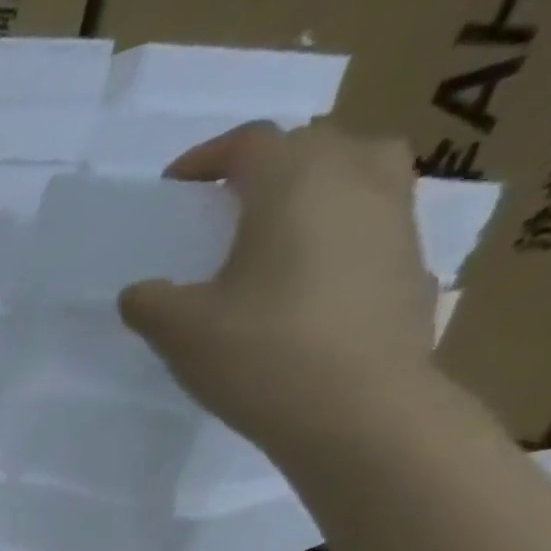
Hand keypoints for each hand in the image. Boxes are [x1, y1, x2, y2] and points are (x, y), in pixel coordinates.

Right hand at [119, 120, 441, 457]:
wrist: (356, 408)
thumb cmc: (259, 354)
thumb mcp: (178, 331)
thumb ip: (149, 302)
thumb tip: (141, 292)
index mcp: (295, 183)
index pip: (250, 143)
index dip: (206, 157)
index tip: (174, 186)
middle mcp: (356, 181)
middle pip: (313, 144)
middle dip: (265, 166)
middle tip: (225, 205)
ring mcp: (395, 219)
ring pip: (357, 173)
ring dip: (314, 188)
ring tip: (275, 230)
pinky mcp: (409, 263)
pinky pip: (371, 222)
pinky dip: (337, 230)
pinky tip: (306, 278)